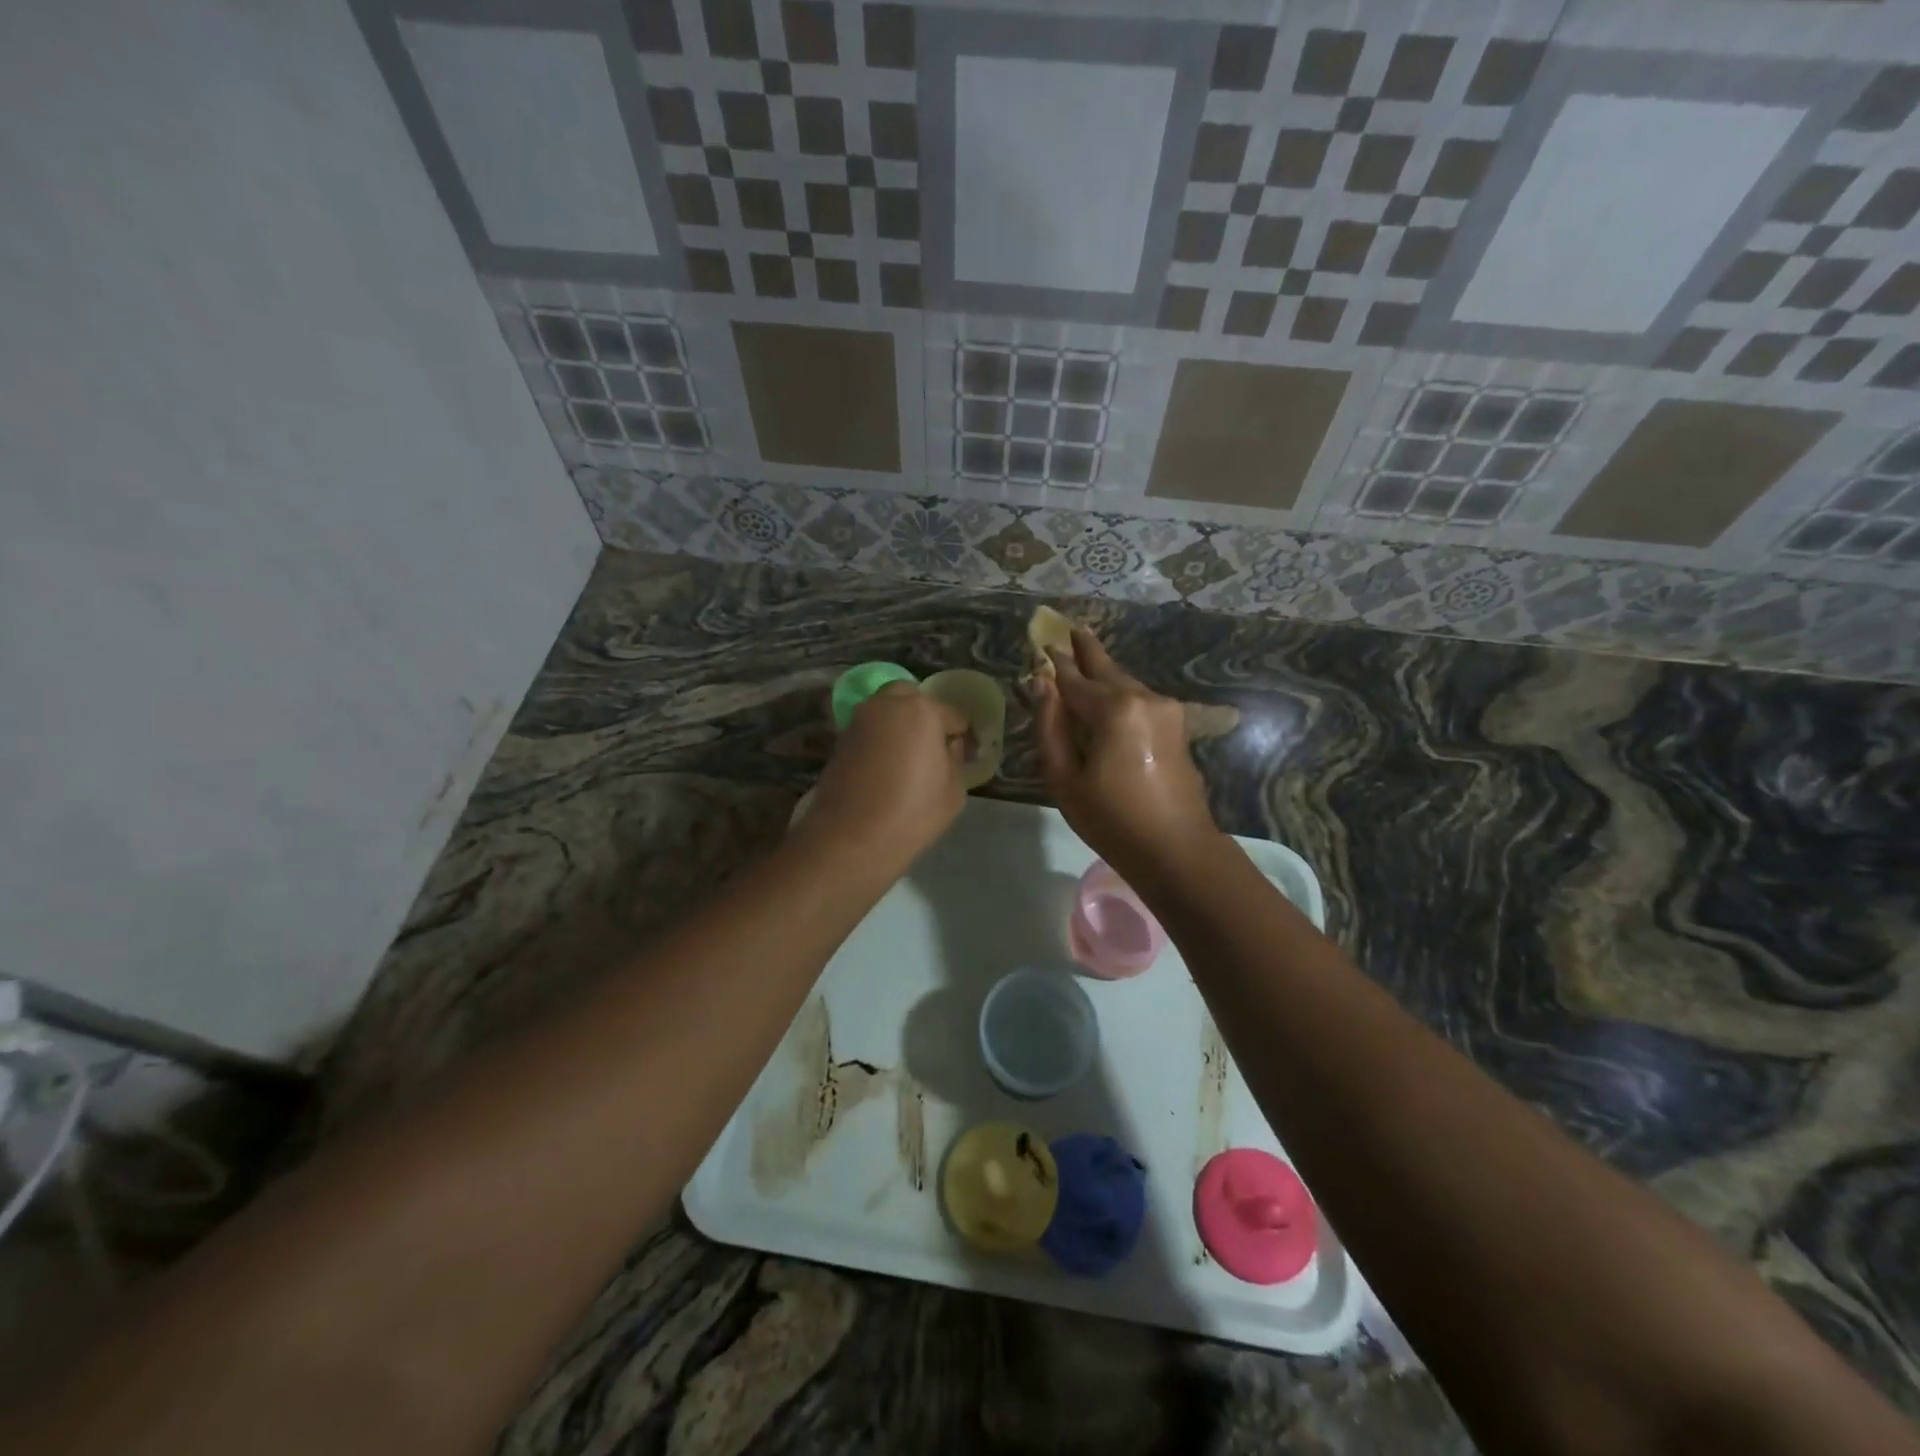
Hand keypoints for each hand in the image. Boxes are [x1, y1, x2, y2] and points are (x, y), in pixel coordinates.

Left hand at [800, 683, 969, 864]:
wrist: (851, 839)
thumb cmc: (912, 814)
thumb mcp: (954, 791)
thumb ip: (955, 759)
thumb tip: (948, 747)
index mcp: (921, 711)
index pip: (952, 715)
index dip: (961, 735)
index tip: (964, 755)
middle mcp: (886, 705)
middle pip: (911, 697)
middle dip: (924, 714)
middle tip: (932, 745)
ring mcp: (858, 720)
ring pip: (885, 709)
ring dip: (898, 723)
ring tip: (907, 756)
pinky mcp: (840, 740)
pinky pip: (868, 729)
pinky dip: (879, 738)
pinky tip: (885, 766)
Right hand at [1033, 628, 1217, 875]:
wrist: (1176, 849)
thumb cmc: (1112, 820)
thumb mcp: (1064, 779)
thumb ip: (1050, 727)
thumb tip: (1042, 685)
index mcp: (1114, 710)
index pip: (1074, 681)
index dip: (1055, 666)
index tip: (1042, 644)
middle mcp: (1143, 699)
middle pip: (1107, 670)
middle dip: (1087, 650)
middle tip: (1072, 627)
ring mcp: (1166, 710)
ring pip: (1126, 682)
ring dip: (1104, 671)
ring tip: (1085, 653)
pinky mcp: (1176, 726)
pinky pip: (1139, 699)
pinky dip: (1119, 691)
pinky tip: (1109, 691)